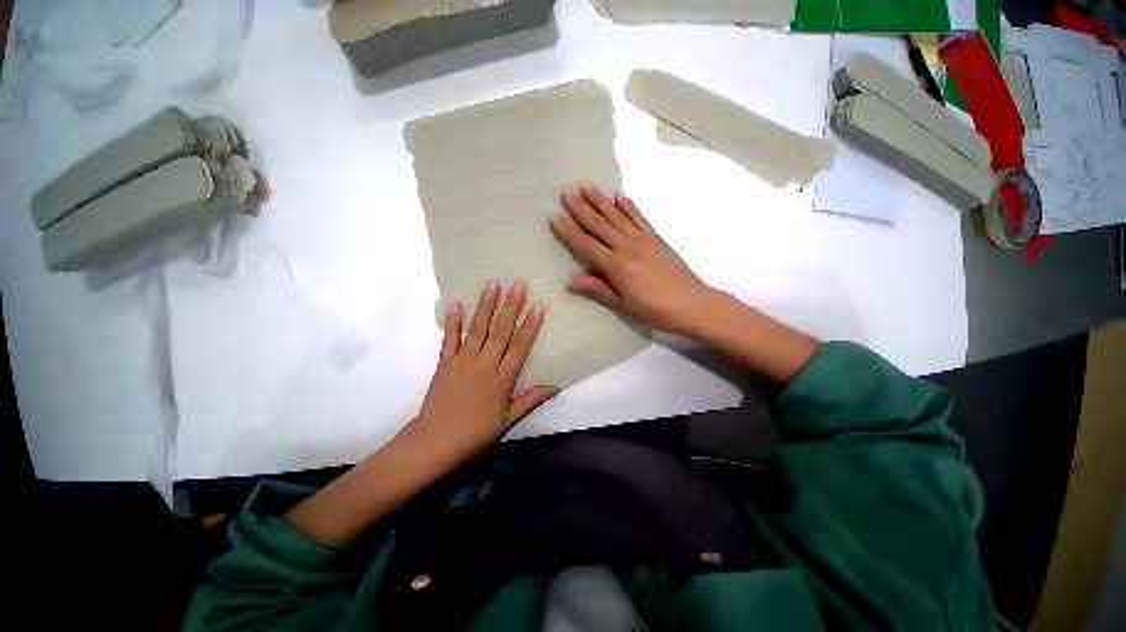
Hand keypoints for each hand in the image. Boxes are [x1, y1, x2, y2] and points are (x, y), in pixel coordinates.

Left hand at [406, 281, 558, 463]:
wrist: (435, 442)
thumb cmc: (475, 433)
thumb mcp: (508, 420)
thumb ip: (531, 400)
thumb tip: (556, 386)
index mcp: (502, 379)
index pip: (520, 347)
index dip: (530, 326)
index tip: (538, 306)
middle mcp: (484, 364)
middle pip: (500, 331)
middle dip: (510, 307)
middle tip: (518, 285)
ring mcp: (462, 361)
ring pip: (477, 329)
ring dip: (485, 306)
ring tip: (492, 285)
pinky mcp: (445, 363)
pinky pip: (449, 339)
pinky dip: (452, 321)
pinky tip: (457, 303)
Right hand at [549, 183, 720, 336]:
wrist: (692, 304)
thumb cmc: (655, 310)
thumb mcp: (624, 305)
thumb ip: (599, 289)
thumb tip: (572, 280)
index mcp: (617, 266)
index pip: (586, 246)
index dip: (569, 233)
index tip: (554, 218)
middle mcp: (627, 247)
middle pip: (600, 225)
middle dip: (580, 209)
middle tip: (565, 193)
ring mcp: (643, 240)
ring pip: (617, 217)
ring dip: (601, 201)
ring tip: (586, 186)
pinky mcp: (656, 238)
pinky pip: (639, 218)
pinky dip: (629, 206)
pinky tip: (620, 196)